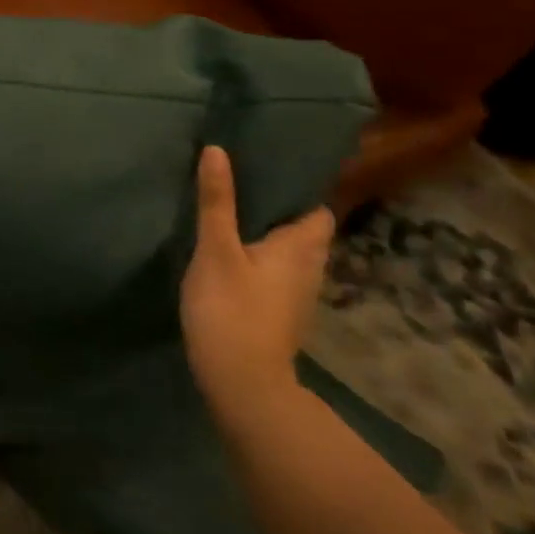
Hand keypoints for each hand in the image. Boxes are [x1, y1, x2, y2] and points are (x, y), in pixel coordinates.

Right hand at [179, 145, 334, 434]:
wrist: (242, 384)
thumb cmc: (231, 309)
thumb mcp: (216, 249)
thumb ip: (216, 200)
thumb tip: (218, 150)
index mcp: (301, 248)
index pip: (318, 210)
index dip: (299, 190)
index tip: (267, 171)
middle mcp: (309, 269)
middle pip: (305, 231)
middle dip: (280, 210)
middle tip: (243, 187)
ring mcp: (297, 297)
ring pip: (290, 254)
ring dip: (269, 236)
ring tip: (233, 215)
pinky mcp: (280, 315)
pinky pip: (277, 274)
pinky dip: (261, 260)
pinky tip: (232, 256)